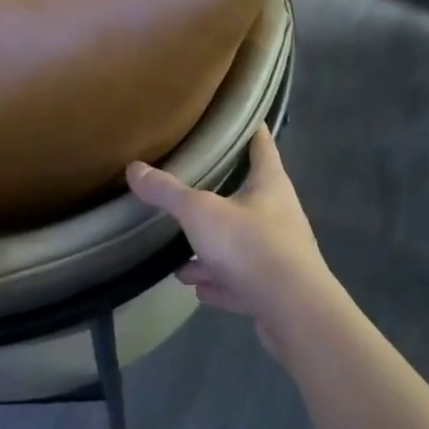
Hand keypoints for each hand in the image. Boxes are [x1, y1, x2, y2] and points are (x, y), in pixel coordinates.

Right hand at [125, 126, 339, 355]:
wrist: (294, 313)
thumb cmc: (251, 245)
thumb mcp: (200, 212)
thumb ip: (168, 192)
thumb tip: (133, 168)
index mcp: (270, 183)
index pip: (261, 143)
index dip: (248, 127)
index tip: (232, 116)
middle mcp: (279, 213)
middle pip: (249, 194)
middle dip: (219, 193)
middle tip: (191, 187)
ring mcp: (280, 254)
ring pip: (241, 243)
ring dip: (213, 249)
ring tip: (181, 255)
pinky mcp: (275, 291)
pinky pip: (241, 280)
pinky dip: (220, 282)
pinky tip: (197, 288)